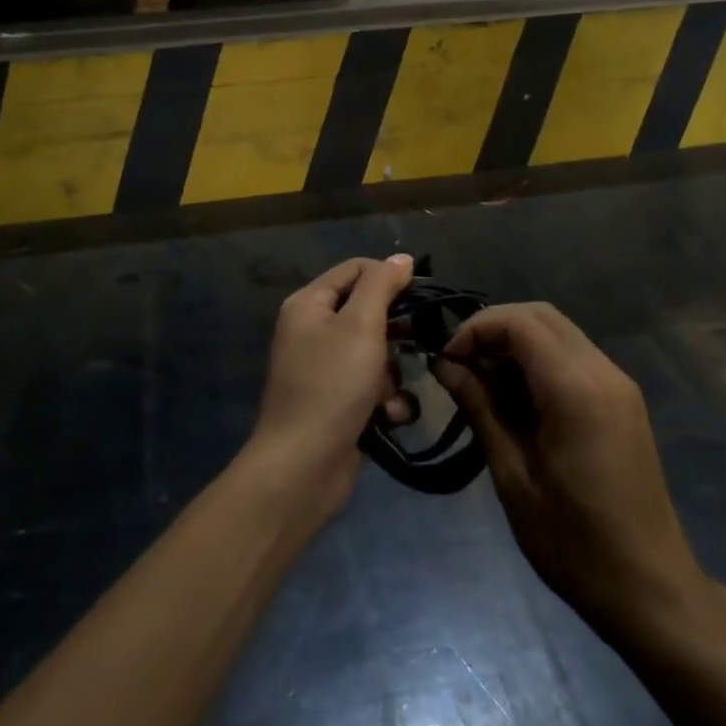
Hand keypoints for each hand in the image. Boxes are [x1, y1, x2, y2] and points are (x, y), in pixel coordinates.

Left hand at [249, 255, 415, 515]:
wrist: (302, 467)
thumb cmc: (332, 384)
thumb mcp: (361, 325)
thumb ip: (381, 285)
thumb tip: (402, 258)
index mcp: (309, 304)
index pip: (356, 269)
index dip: (389, 276)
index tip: (422, 295)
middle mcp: (312, 331)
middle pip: (366, 312)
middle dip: (395, 332)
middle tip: (421, 341)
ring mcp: (323, 369)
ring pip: (374, 353)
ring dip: (392, 374)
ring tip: (393, 393)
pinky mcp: (336, 403)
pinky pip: (370, 387)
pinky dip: (384, 400)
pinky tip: (390, 416)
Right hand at [433, 303, 710, 635]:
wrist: (651, 591)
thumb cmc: (574, 543)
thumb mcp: (513, 476)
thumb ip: (480, 408)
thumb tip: (444, 365)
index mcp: (576, 389)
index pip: (519, 322)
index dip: (476, 329)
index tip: (447, 360)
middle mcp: (602, 372)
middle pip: (540, 315)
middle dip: (493, 328)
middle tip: (461, 365)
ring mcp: (617, 383)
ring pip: (557, 331)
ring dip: (515, 342)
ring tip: (482, 382)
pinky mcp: (622, 399)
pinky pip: (573, 355)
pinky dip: (538, 359)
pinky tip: (516, 397)